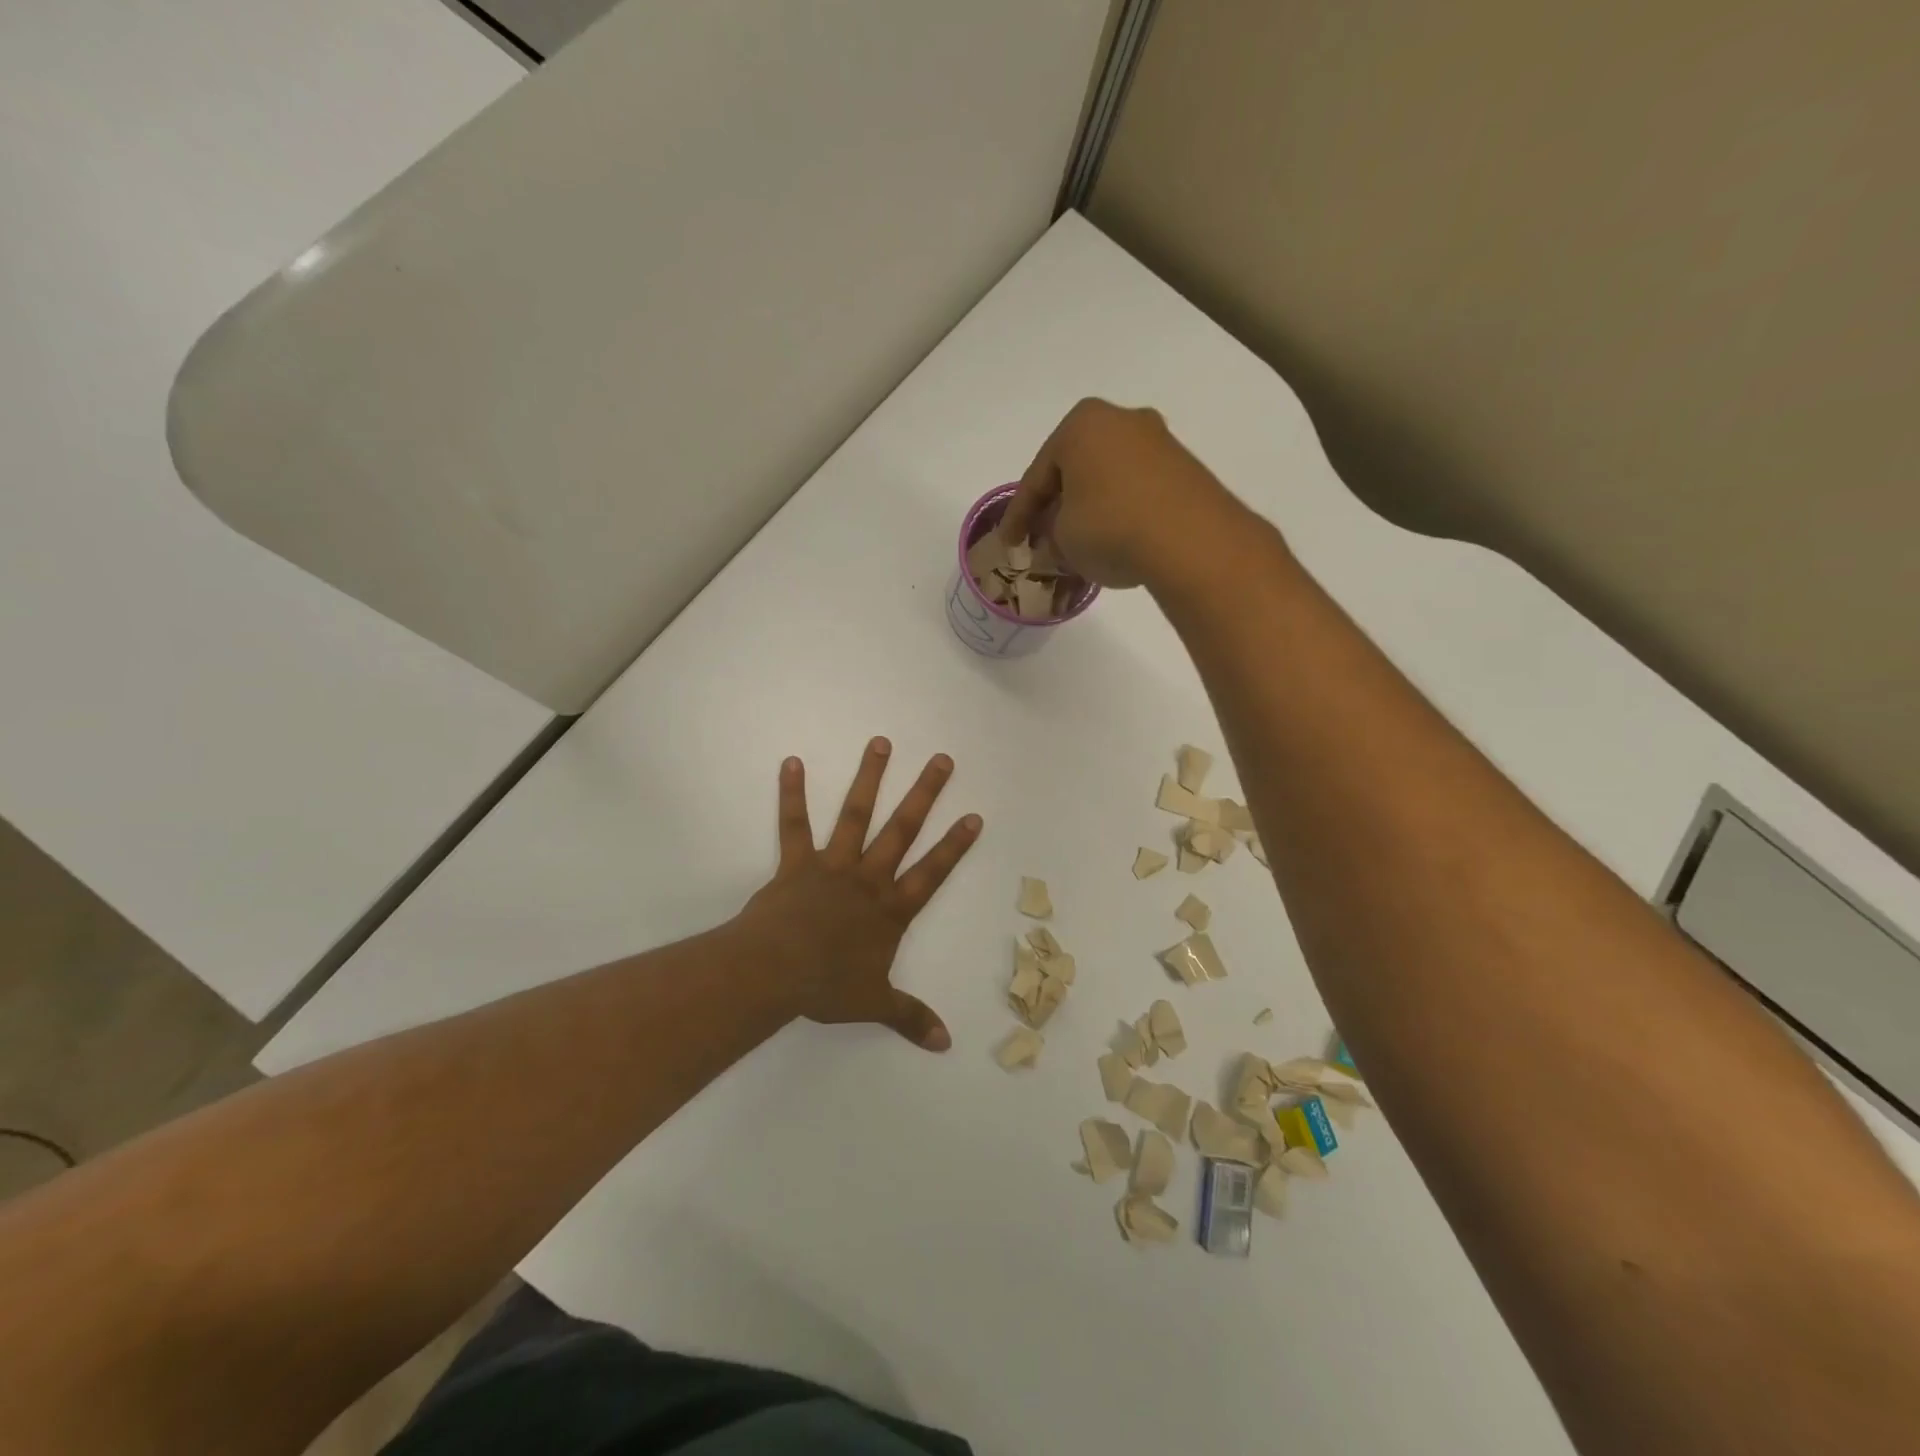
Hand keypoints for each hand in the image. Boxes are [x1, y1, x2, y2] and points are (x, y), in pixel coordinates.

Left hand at [734, 738, 981, 1050]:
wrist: (775, 972)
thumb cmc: (827, 986)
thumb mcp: (875, 1004)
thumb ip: (911, 1018)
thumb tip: (946, 1044)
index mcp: (891, 909)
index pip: (932, 872)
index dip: (955, 845)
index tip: (973, 815)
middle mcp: (868, 878)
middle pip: (903, 829)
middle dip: (924, 793)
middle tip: (941, 759)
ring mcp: (832, 865)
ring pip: (856, 815)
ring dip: (869, 778)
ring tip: (880, 743)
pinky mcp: (796, 863)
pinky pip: (794, 824)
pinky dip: (793, 793)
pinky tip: (792, 762)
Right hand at [998, 398, 1244, 588]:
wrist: (1190, 540)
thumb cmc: (1109, 527)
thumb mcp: (1062, 538)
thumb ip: (1050, 534)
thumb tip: (1057, 537)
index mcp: (1081, 424)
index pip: (1036, 476)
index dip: (1018, 516)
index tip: (1009, 545)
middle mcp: (1121, 420)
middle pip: (1074, 471)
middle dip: (1057, 508)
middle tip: (1042, 541)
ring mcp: (1158, 441)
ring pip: (1107, 480)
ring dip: (1089, 511)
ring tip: (1079, 547)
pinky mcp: (1185, 468)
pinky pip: (1137, 491)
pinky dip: (1120, 513)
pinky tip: (1115, 542)